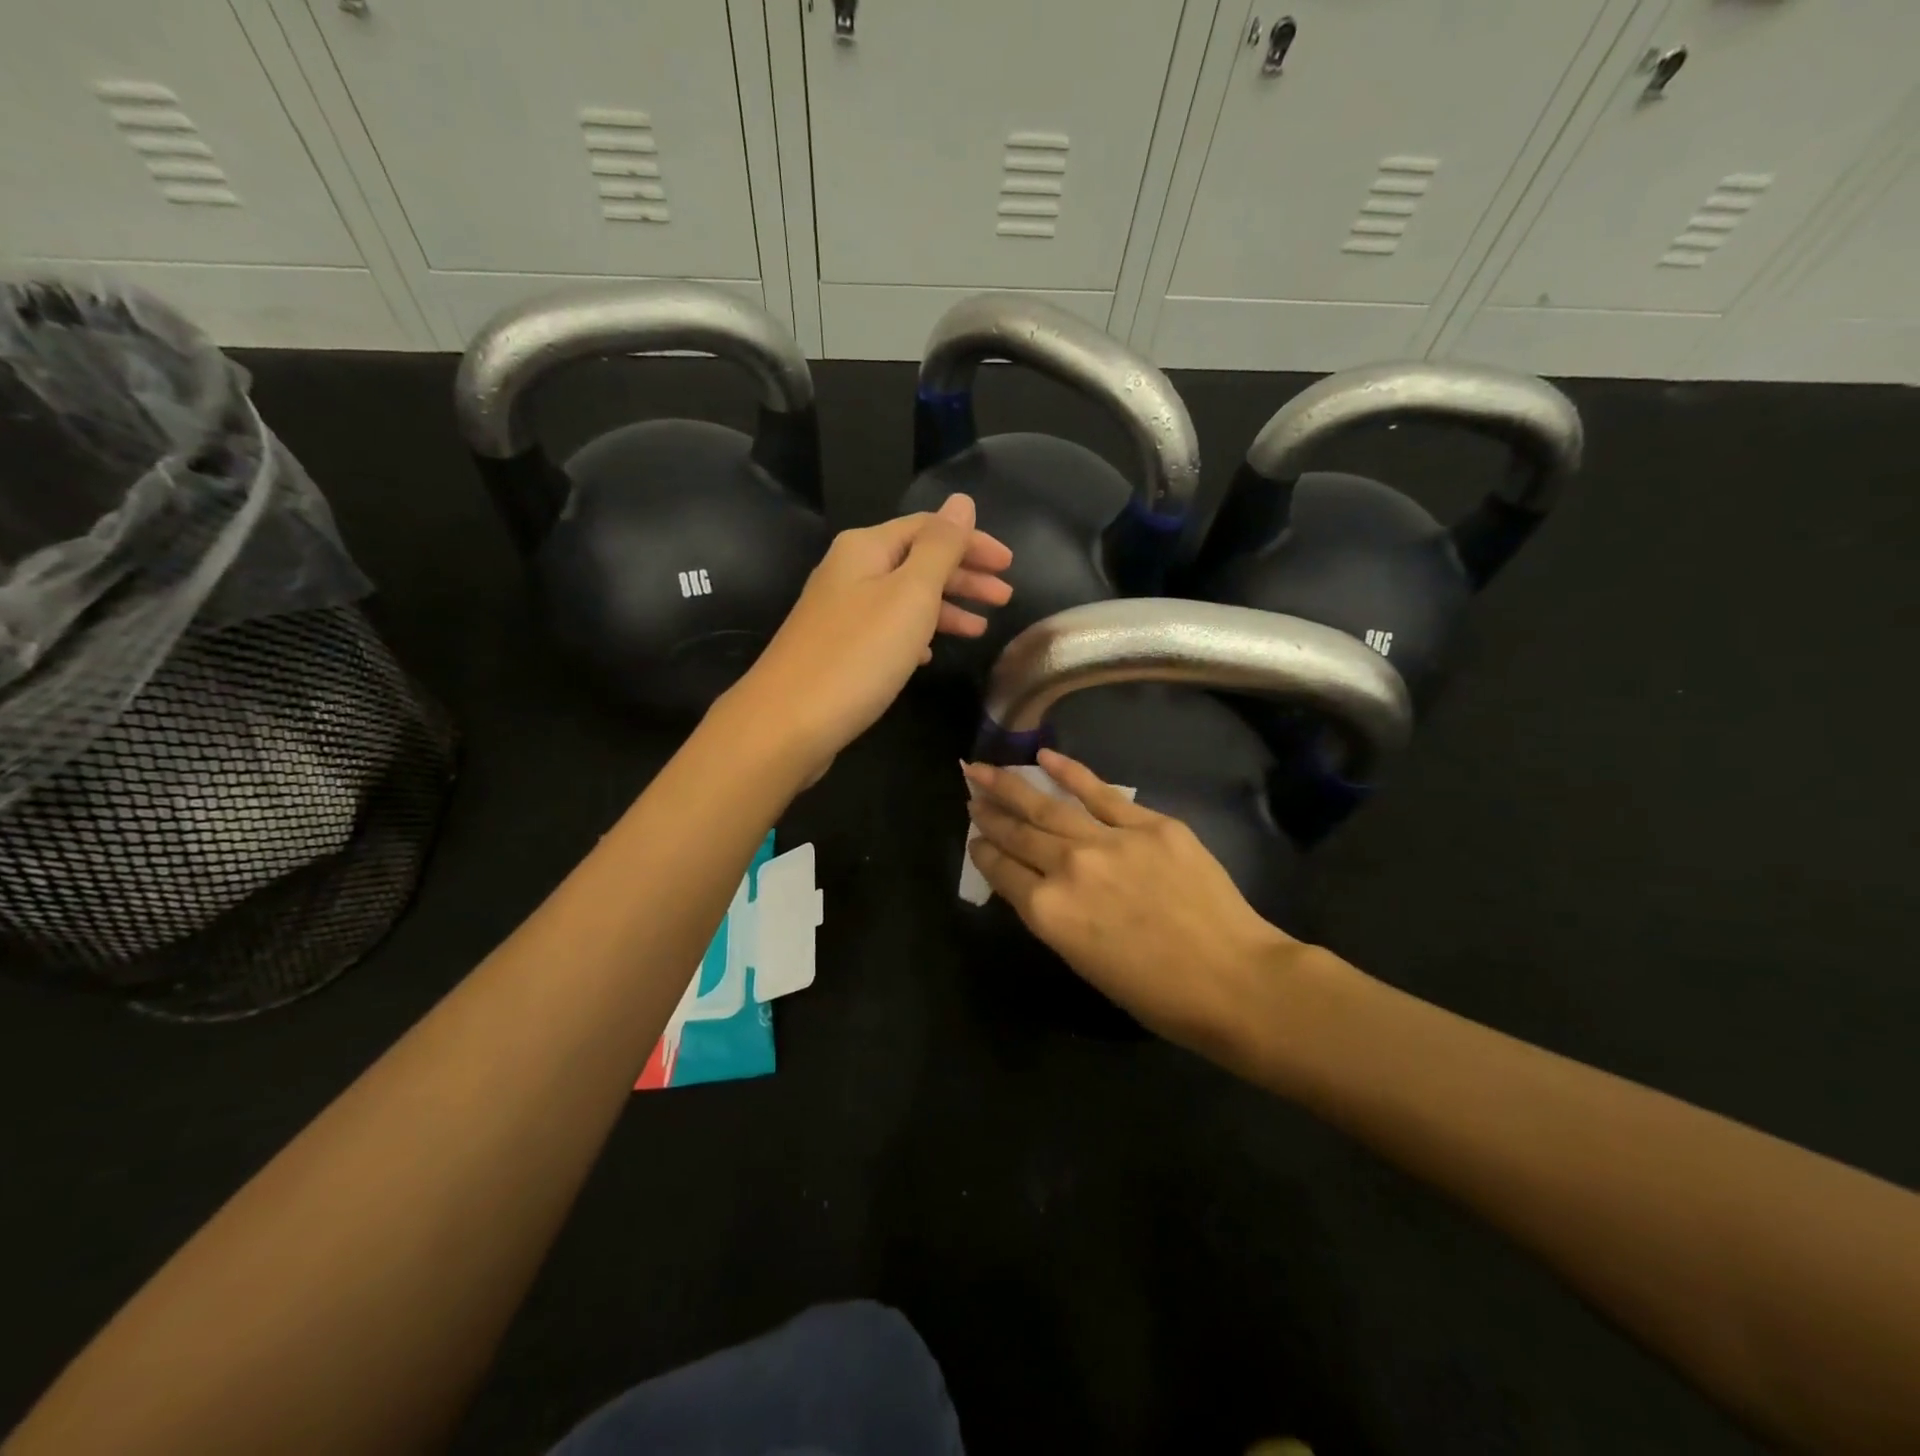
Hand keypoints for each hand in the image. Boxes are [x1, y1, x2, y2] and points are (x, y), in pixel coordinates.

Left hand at [728, 494, 1012, 776]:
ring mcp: (839, 611)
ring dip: (945, 608)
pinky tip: (930, 654)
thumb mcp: (910, 594)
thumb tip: (960, 501)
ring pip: (904, 598)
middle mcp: (849, 571)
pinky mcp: (837, 648)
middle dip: (964, 577)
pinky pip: (887, 629)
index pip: (929, 529)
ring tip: (980, 630)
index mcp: (866, 548)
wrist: (787, 723)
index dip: (972, 542)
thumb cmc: (858, 655)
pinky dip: (915, 635)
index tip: (1009, 565)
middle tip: (1004, 598)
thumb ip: (940, 548)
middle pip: (917, 561)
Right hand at [964, 750, 1299, 1049]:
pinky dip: (1069, 772)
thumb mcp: (1085, 963)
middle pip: (1018, 833)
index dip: (983, 851)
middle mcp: (1067, 868)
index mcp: (1048, 913)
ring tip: (985, 769)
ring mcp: (1107, 840)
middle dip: (989, 812)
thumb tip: (1040, 884)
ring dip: (1012, 786)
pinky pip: (1099, 792)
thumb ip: (1056, 917)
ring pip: (1047, 806)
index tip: (974, 837)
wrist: (1232, 980)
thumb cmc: (1156, 994)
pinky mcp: (1148, 824)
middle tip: (970, 791)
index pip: (1001, 871)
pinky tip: (1044, 756)